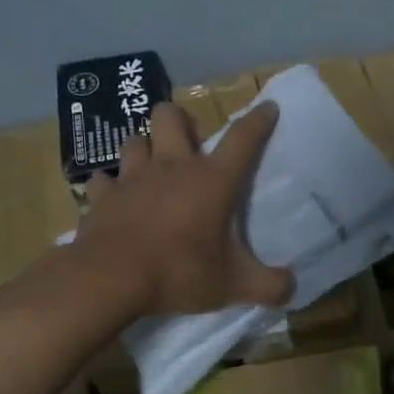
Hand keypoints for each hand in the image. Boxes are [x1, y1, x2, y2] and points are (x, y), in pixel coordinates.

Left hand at [73, 102, 294, 318]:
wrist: (111, 280)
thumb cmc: (180, 273)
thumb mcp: (234, 286)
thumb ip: (269, 286)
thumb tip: (291, 287)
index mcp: (212, 181)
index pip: (243, 138)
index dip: (259, 120)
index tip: (268, 107)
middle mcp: (172, 167)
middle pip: (171, 116)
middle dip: (181, 122)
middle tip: (189, 146)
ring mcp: (133, 177)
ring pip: (136, 140)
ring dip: (146, 149)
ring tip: (152, 168)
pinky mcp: (102, 196)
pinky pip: (103, 179)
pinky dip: (109, 186)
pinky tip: (114, 197)